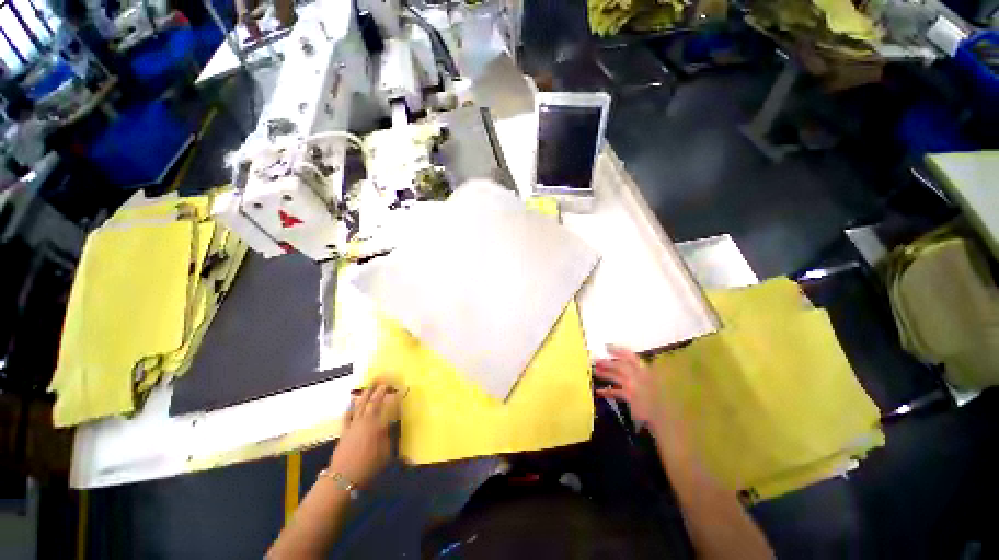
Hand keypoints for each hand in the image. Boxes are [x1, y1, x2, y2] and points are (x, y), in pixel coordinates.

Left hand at [329, 382, 399, 487]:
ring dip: (366, 393)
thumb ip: (390, 436)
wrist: (343, 478)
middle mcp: (366, 421)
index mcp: (378, 425)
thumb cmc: (369, 466)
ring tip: (371, 384)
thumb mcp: (387, 453)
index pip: (387, 406)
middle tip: (384, 380)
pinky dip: (350, 406)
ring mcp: (354, 425)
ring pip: (360, 404)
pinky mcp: (345, 430)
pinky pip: (348, 415)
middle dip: (379, 390)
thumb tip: (394, 424)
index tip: (398, 388)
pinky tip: (352, 401)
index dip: (393, 396)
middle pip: (373, 401)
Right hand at [593, 345, 675, 434]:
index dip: (618, 350)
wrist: (659, 426)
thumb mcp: (637, 385)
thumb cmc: (650, 405)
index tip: (605, 347)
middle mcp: (639, 377)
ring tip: (595, 371)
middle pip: (622, 366)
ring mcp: (635, 388)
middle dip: (608, 362)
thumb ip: (627, 371)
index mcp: (642, 372)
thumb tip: (617, 363)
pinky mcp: (632, 398)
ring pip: (619, 377)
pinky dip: (609, 390)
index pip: (629, 357)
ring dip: (606, 374)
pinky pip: (619, 391)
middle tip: (595, 360)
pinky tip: (599, 392)